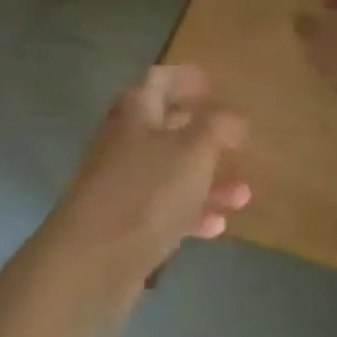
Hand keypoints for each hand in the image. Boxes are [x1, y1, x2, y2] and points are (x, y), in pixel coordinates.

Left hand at [48, 65, 250, 276]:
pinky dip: (190, 213)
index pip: (158, 80)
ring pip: (169, 173)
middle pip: (164, 127)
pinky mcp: (123, 222)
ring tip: (243, 195)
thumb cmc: (146, 191)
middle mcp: (123, 142)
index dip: (184, 78)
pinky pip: (163, 209)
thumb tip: (233, 116)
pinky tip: (216, 227)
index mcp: (134, 112)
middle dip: (203, 134)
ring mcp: (121, 184)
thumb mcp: (192, 151)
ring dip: (207, 181)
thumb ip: (217, 127)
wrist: (93, 258)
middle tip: (235, 141)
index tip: (212, 83)